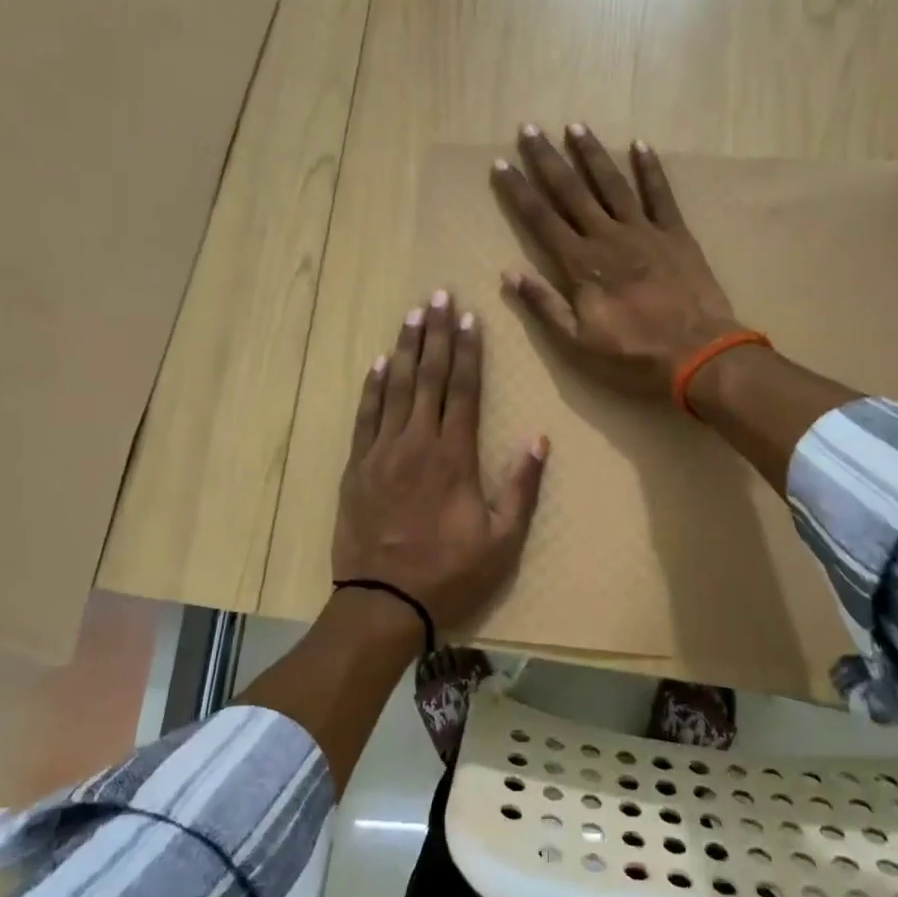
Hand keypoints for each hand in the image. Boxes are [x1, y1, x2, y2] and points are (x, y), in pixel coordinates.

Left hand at [332, 291, 548, 638]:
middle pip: (428, 377)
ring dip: (405, 348)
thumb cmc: (449, 572)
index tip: (470, 318)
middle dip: (436, 333)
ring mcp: (382, 452)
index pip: (463, 390)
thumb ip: (521, 487)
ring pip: (395, 388)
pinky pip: (365, 417)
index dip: (468, 351)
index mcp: (454, 456)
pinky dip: (372, 387)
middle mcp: (417, 442)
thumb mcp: (502, 540)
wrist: (383, 601)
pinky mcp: (357, 467)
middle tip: (439, 296)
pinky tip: (378, 363)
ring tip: (412, 314)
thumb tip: (540, 439)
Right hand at [491, 124, 741, 399]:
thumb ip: (544, 305)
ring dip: (592, 154)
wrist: (698, 354)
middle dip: (548, 159)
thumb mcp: (578, 342)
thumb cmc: (633, 354)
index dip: (519, 191)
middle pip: (571, 191)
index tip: (501, 163)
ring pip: (612, 184)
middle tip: (530, 128)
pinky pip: (661, 195)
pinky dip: (650, 169)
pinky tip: (640, 145)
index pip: (541, 219)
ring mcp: (645, 231)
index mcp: (581, 264)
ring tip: (575, 126)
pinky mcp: (676, 235)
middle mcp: (608, 237)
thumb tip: (509, 273)